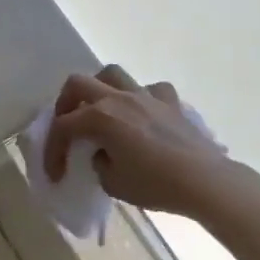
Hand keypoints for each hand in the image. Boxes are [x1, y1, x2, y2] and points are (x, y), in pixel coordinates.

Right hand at [43, 65, 245, 218]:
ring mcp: (146, 97)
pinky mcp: (171, 103)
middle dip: (65, 103)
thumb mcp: (112, 183)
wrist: (206, 183)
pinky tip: (143, 114)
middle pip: (78, 84)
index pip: (63, 127)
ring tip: (101, 107)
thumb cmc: (156, 185)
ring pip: (113, 74)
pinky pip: (152, 90)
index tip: (56, 173)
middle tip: (67, 124)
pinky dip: (142, 98)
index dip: (53, 149)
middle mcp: (118, 99)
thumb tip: (102, 152)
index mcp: (99, 117)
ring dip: (100, 88)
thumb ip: (98, 162)